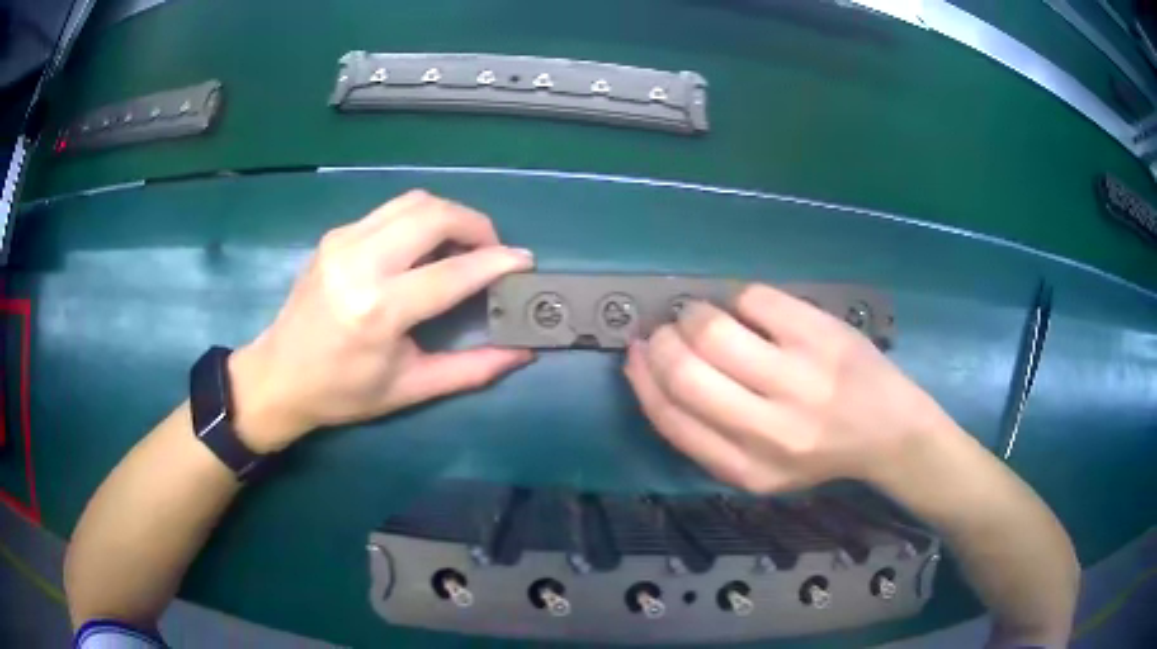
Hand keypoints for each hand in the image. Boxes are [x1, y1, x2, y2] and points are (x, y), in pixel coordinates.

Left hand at [227, 190, 535, 452]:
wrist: (278, 376)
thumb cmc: (342, 392)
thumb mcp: (410, 388)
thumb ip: (471, 369)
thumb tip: (522, 352)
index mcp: (378, 311)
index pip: (452, 271)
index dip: (496, 262)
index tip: (525, 261)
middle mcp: (360, 263)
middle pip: (434, 214)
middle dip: (477, 224)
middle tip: (492, 252)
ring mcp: (343, 241)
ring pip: (414, 201)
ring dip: (450, 215)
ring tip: (463, 245)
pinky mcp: (336, 234)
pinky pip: (392, 210)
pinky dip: (421, 220)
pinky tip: (425, 248)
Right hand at [624, 284, 957, 492]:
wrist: (889, 431)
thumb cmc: (819, 452)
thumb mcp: (758, 469)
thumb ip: (705, 435)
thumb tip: (649, 368)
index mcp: (746, 469)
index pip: (670, 417)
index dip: (642, 378)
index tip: (636, 354)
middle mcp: (769, 429)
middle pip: (684, 370)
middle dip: (662, 342)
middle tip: (669, 331)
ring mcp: (799, 378)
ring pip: (713, 329)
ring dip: (694, 315)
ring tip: (705, 317)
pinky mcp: (821, 334)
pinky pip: (752, 298)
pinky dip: (738, 299)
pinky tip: (752, 312)